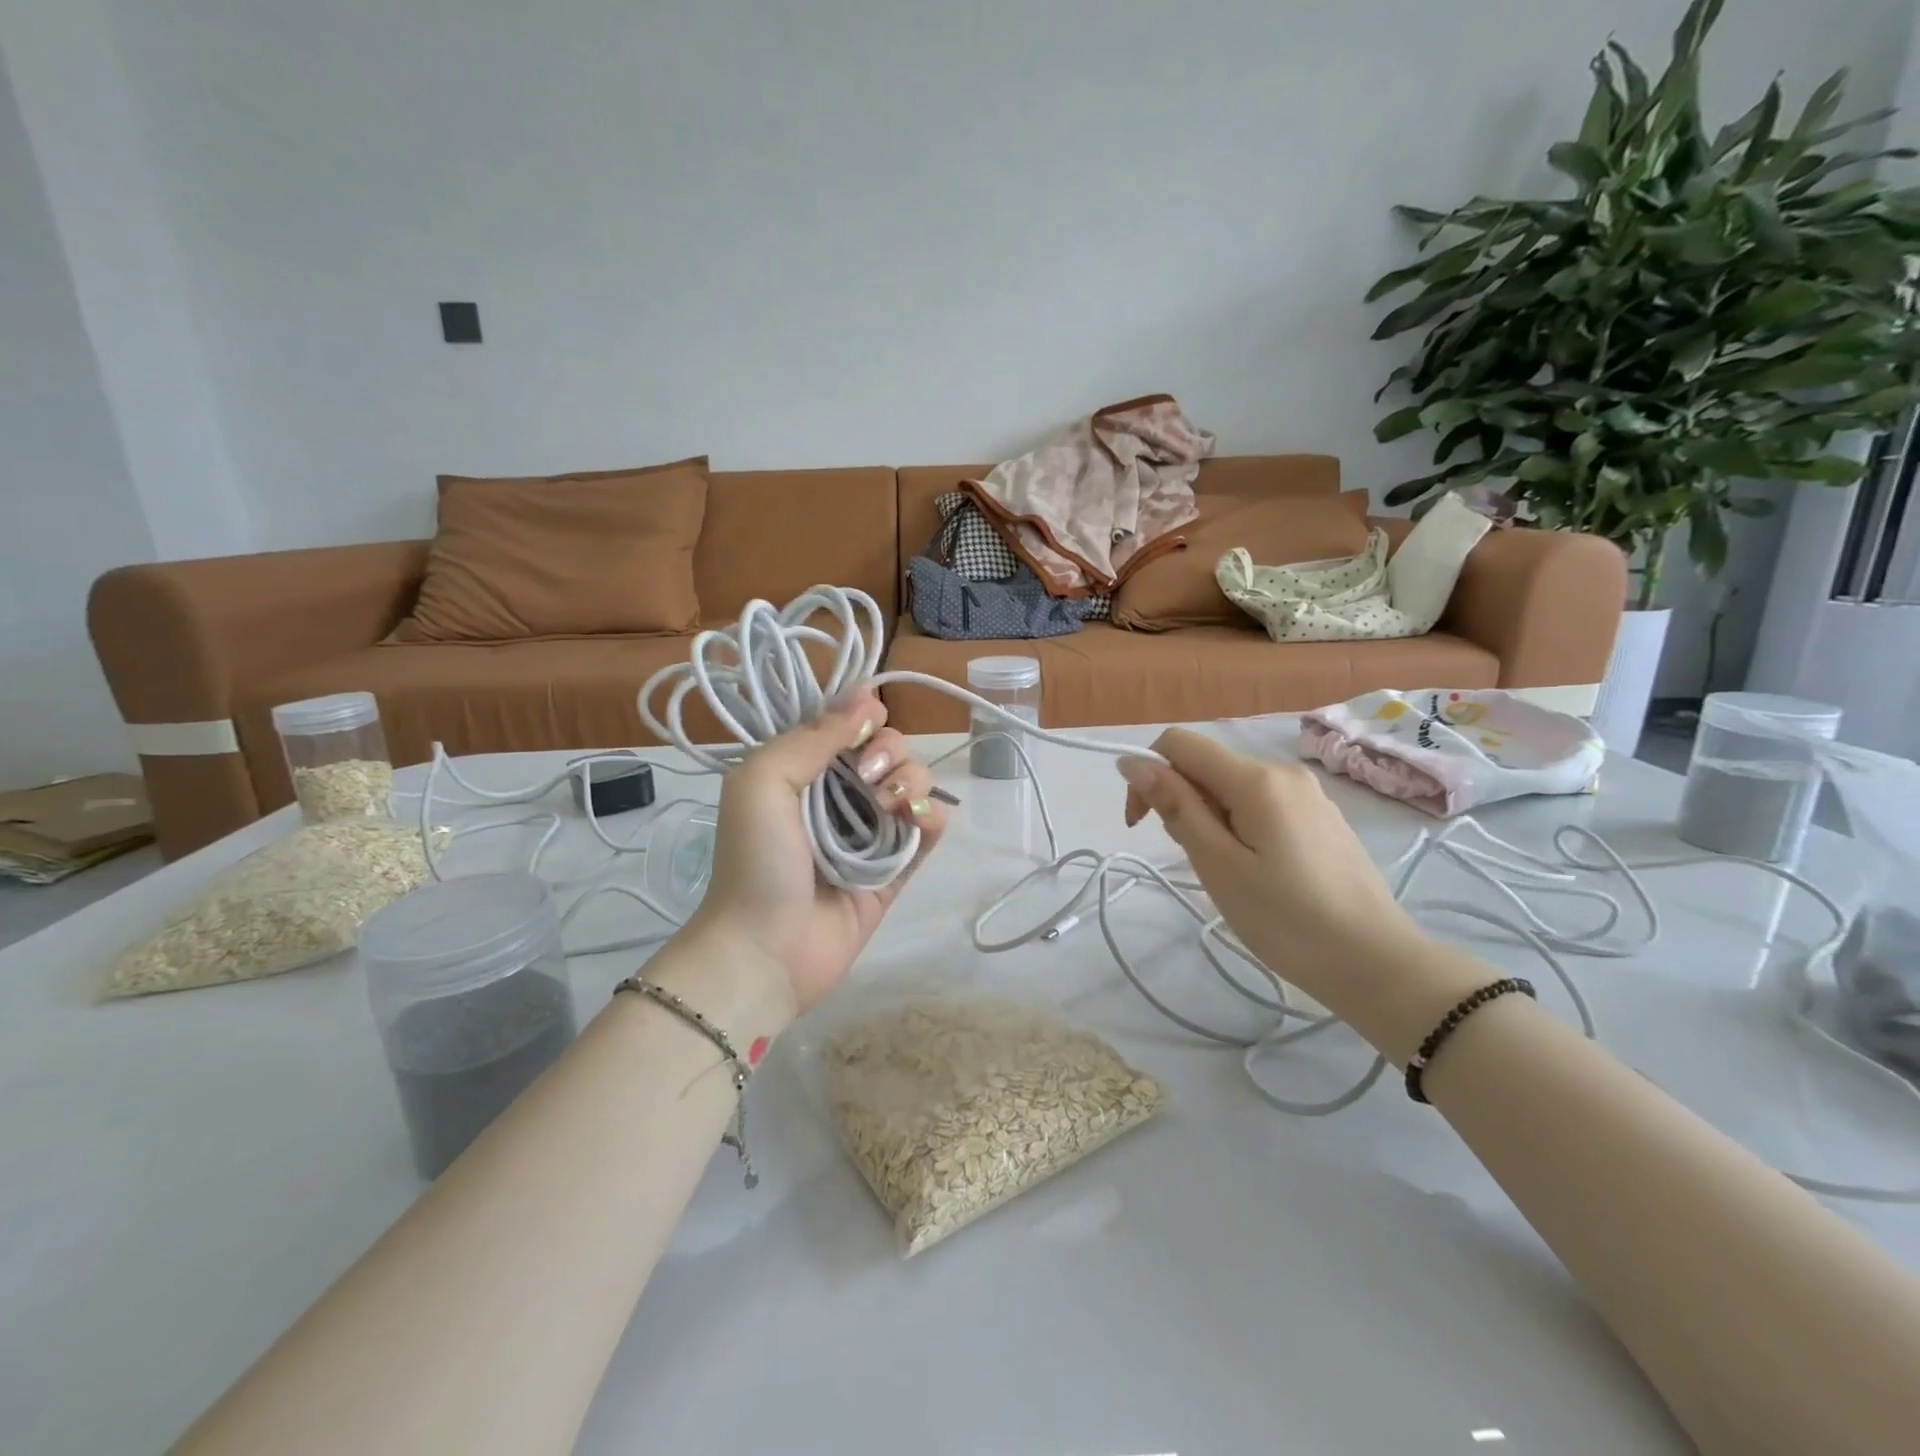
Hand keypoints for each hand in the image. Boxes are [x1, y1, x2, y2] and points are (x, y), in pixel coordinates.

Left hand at [686, 691, 947, 1010]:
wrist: (766, 950)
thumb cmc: (755, 860)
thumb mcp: (762, 782)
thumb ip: (812, 736)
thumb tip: (866, 697)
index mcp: (803, 771)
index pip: (847, 726)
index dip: (863, 715)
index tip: (867, 720)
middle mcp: (839, 796)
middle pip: (889, 750)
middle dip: (890, 751)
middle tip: (869, 775)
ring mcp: (871, 833)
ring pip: (915, 784)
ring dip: (912, 782)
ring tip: (890, 807)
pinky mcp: (897, 868)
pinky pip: (930, 830)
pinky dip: (933, 818)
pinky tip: (919, 822)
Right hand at [1118, 728, 1432, 1023]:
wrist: (1377, 964)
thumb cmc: (1288, 920)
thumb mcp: (1218, 865)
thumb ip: (1176, 807)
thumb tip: (1132, 762)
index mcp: (1256, 778)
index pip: (1179, 743)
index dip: (1148, 774)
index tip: (1143, 825)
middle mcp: (1283, 771)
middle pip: (1207, 766)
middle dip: (1182, 802)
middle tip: (1199, 862)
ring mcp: (1308, 794)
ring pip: (1232, 788)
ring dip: (1211, 819)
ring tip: (1231, 874)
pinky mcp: (1321, 817)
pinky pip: (1262, 804)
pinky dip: (1241, 827)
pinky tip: (1260, 872)